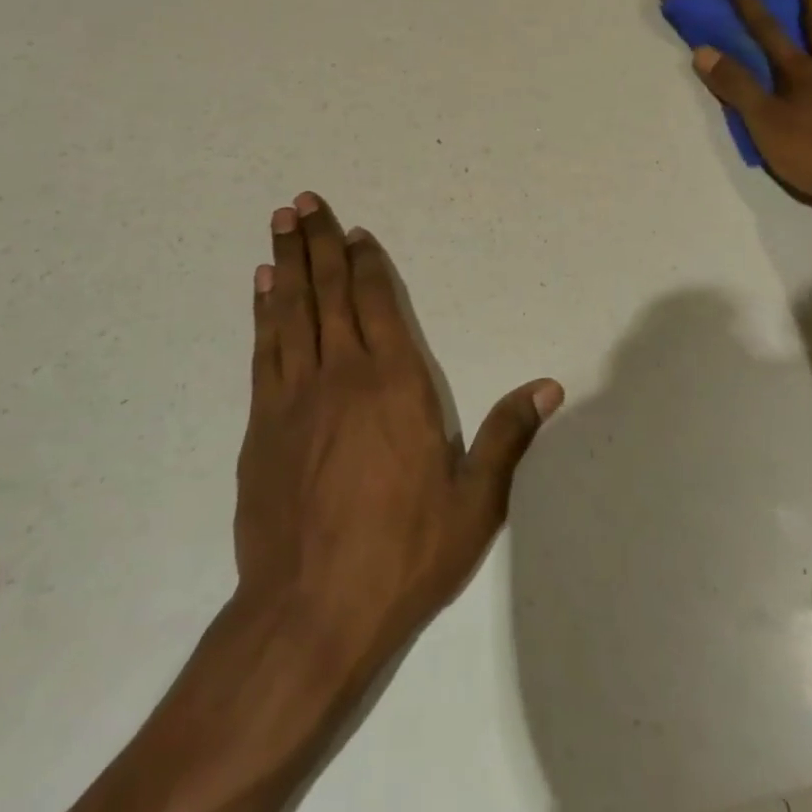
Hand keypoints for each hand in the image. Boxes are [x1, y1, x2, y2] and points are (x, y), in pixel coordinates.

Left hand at [234, 192, 562, 682]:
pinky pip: (264, 349)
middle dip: (318, 242)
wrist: (309, 611)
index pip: (379, 302)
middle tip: (303, 200)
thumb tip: (550, 387)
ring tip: (280, 222)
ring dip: (286, 262)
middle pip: (331, 292)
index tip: (354, 232)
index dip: (367, 263)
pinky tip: (261, 286)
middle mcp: (343, 374)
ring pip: (292, 310)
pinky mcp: (261, 423)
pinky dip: (264, 311)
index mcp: (395, 383)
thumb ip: (507, 437)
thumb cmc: (402, 554)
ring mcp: (296, 395)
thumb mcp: (473, 503)